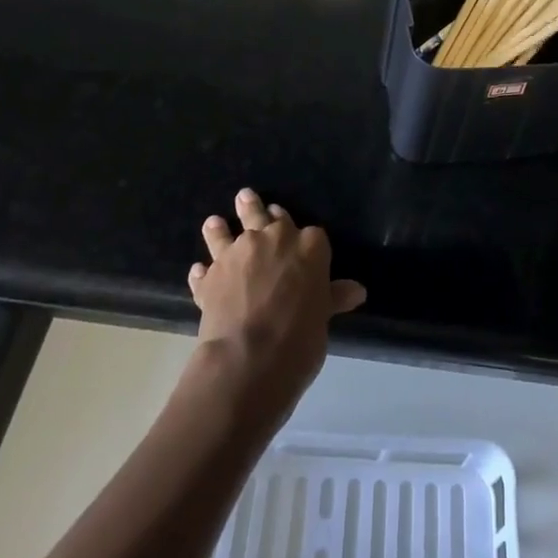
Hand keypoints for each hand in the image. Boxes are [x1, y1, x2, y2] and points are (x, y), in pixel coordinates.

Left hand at [187, 189, 365, 409]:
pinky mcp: (211, 276)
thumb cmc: (299, 338)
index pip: (311, 232)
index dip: (303, 236)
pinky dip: (203, 271)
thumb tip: (357, 290)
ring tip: (214, 221)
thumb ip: (334, 297)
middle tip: (247, 198)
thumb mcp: (323, 318)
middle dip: (257, 210)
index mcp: (309, 245)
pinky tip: (199, 271)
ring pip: (227, 233)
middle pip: (266, 217)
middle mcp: (272, 239)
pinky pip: (205, 270)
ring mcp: (238, 254)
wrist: (249, 358)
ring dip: (220, 228)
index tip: (298, 236)